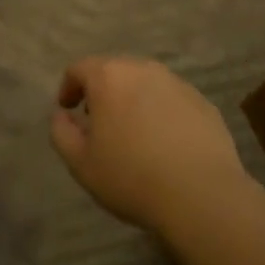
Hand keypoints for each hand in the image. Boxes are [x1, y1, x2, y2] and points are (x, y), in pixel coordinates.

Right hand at [50, 57, 250, 233]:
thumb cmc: (132, 177)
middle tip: (99, 123)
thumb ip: (61, 132)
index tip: (68, 110)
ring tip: (133, 133)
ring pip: (145, 84)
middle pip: (114, 71)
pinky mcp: (203, 103)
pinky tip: (165, 143)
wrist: (202, 195)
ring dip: (133, 101)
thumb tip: (61, 115)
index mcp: (109, 77)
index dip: (68, 87)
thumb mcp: (81, 163)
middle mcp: (143, 69)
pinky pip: (172, 100)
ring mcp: (177, 84)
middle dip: (102, 92)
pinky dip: (162, 113)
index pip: (79, 69)